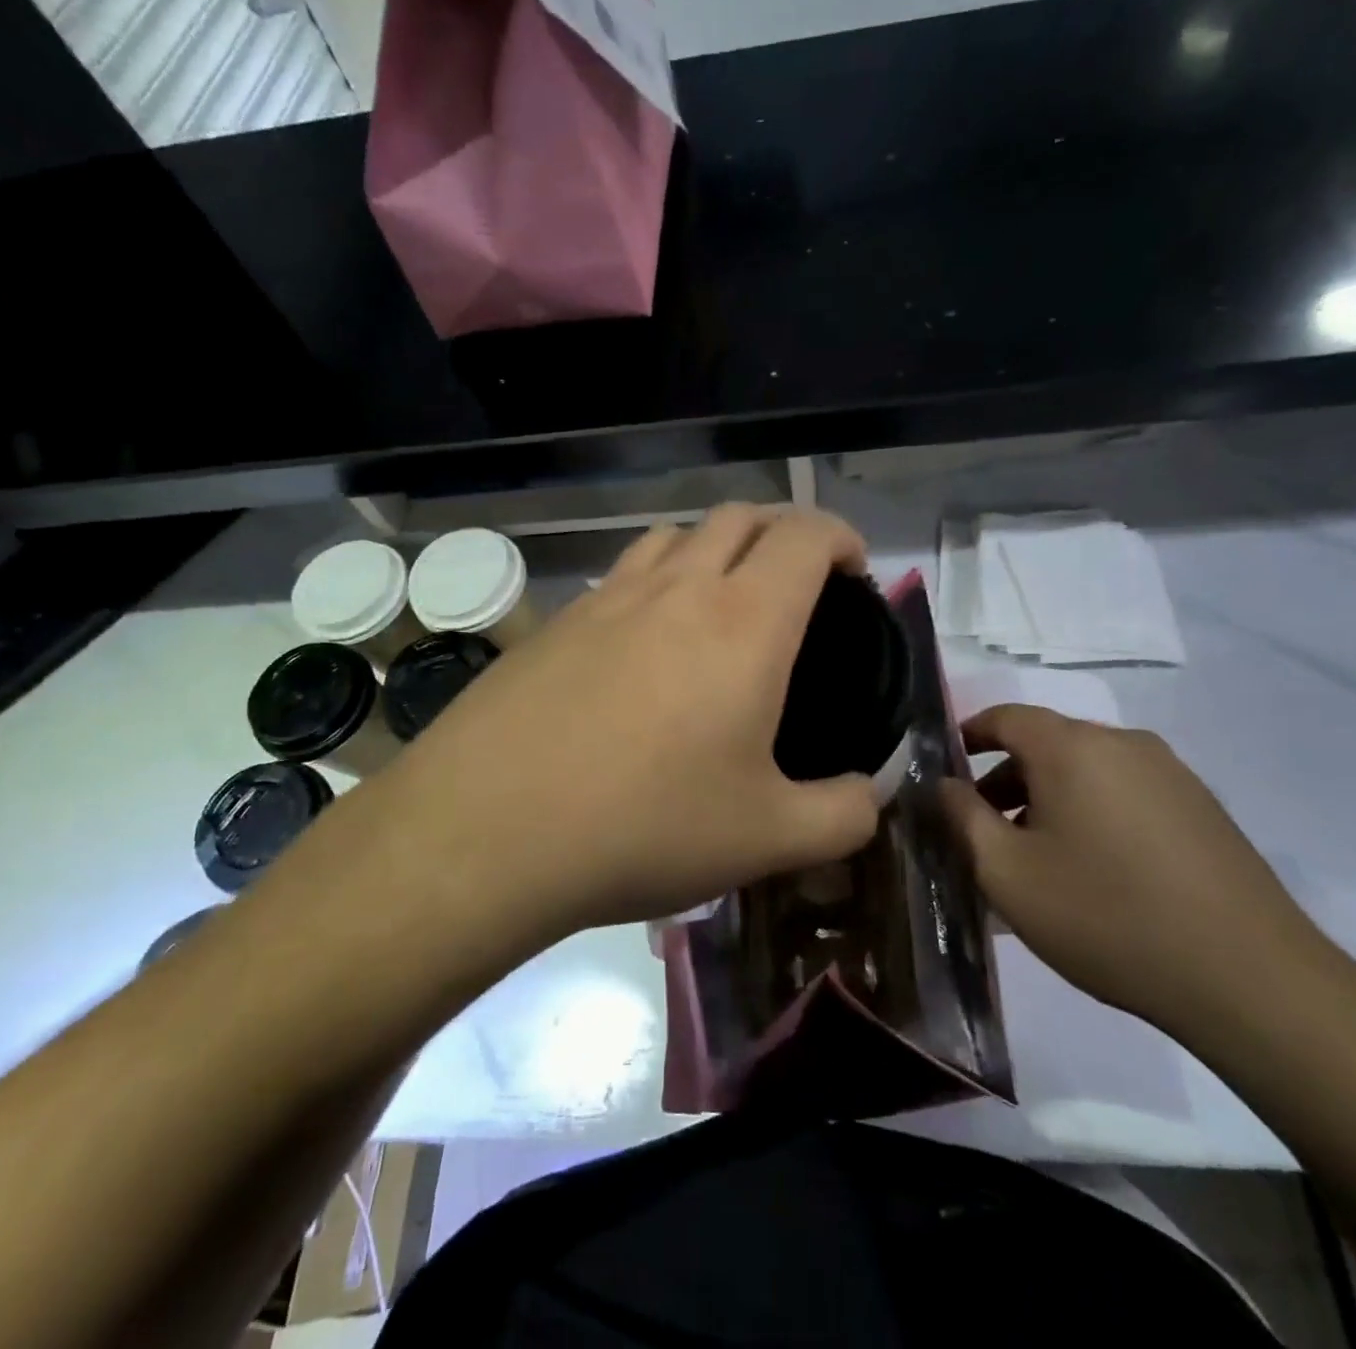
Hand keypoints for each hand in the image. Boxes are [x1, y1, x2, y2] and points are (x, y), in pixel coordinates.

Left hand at [372, 505, 882, 936]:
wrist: (485, 832)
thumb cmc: (644, 826)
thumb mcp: (766, 839)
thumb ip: (842, 817)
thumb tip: (869, 798)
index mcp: (743, 621)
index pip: (805, 535)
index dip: (841, 537)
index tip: (854, 572)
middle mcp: (676, 588)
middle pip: (739, 516)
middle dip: (782, 532)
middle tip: (798, 584)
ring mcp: (606, 598)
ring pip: (674, 535)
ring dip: (713, 548)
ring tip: (723, 603)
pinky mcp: (554, 622)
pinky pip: (620, 575)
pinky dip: (654, 582)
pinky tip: (644, 646)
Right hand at [941, 705, 1327, 1033]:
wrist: (1250, 978)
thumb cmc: (1106, 915)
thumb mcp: (1008, 873)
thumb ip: (962, 818)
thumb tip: (942, 784)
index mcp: (1072, 747)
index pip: (1005, 717)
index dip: (967, 736)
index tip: (944, 769)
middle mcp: (1123, 743)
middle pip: (1047, 744)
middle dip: (1005, 780)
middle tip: (983, 831)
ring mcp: (1171, 774)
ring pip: (1087, 771)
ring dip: (1049, 800)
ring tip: (1035, 859)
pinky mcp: (1202, 808)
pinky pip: (1125, 794)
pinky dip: (1092, 814)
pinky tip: (1093, 872)